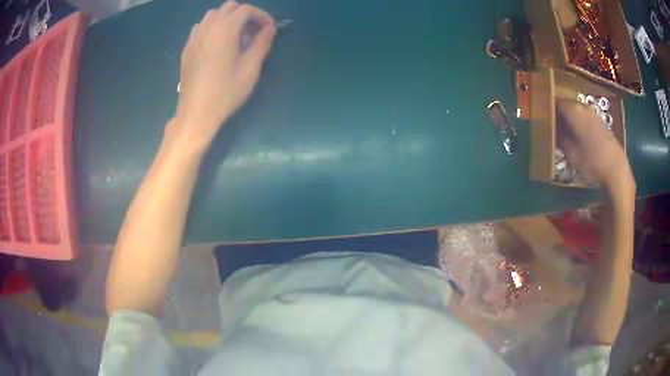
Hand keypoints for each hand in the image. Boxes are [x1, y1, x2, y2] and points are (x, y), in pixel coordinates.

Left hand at [172, 2, 275, 149]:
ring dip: (228, 19)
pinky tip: (217, 44)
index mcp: (224, 30)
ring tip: (235, 37)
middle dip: (245, 15)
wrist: (196, 112)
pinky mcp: (187, 48)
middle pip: (229, 7)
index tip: (269, 30)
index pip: (246, 9)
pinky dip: (213, 27)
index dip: (261, 16)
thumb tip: (269, 29)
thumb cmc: (226, 92)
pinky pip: (201, 27)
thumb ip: (262, 44)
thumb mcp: (250, 69)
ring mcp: (194, 37)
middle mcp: (208, 28)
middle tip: (253, 33)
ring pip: (213, 15)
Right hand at [556, 99, 633, 194]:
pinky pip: (584, 120)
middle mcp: (583, 107)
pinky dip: (579, 126)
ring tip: (564, 135)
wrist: (616, 170)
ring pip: (576, 113)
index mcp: (573, 110)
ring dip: (569, 121)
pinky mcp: (600, 124)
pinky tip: (577, 139)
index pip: (555, 101)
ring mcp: (593, 115)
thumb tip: (554, 132)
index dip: (547, 108)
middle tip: (551, 128)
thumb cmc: (592, 162)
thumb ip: (561, 140)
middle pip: (566, 106)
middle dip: (558, 115)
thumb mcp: (571, 155)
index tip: (542, 118)